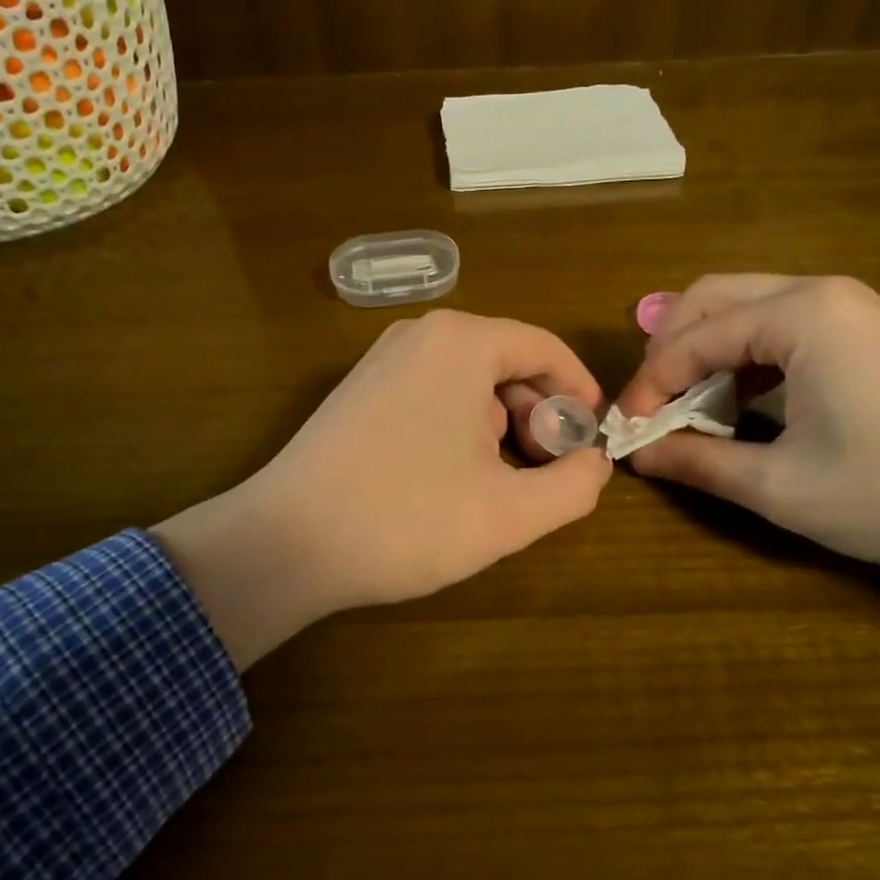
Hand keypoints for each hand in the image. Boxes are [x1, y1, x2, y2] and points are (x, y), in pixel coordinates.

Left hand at [157, 310, 610, 667]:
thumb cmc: (406, 519)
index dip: (579, 391)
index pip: (543, 348)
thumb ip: (574, 486)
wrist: (285, 543)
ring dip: (499, 428)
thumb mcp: (510, 514)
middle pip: (505, 363)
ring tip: (499, 485)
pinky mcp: (357, 393)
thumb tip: (594, 463)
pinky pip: (431, 396)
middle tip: (546, 471)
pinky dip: (458, 429)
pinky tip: (451, 480)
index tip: (592, 438)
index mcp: (461, 343)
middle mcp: (419, 336)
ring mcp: (380, 362)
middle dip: (538, 415)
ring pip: (468, 384)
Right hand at [617, 274, 879, 570]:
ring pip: (744, 308)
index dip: (649, 385)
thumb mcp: (785, 488)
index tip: (625, 431)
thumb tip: (639, 455)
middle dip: (668, 352)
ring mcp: (848, 307)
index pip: (692, 337)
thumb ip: (700, 465)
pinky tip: (738, 402)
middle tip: (651, 410)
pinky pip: (779, 326)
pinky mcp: (865, 330)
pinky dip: (742, 357)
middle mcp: (819, 292)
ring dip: (703, 352)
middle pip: (711, 299)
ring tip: (686, 408)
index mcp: (799, 316)